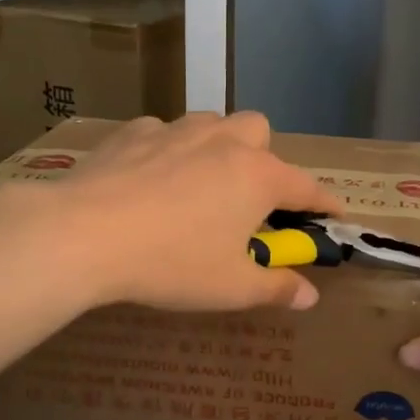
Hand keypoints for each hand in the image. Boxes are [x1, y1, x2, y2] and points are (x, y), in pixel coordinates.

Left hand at [60, 112, 342, 312]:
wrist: (83, 234)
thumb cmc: (171, 263)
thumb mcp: (230, 287)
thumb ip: (276, 288)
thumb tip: (309, 296)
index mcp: (257, 176)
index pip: (306, 187)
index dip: (325, 203)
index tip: (335, 215)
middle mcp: (223, 142)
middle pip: (260, 131)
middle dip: (265, 158)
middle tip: (249, 198)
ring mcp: (176, 130)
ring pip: (212, 124)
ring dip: (218, 147)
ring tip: (201, 183)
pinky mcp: (133, 132)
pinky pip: (163, 132)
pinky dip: (168, 150)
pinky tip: (149, 179)